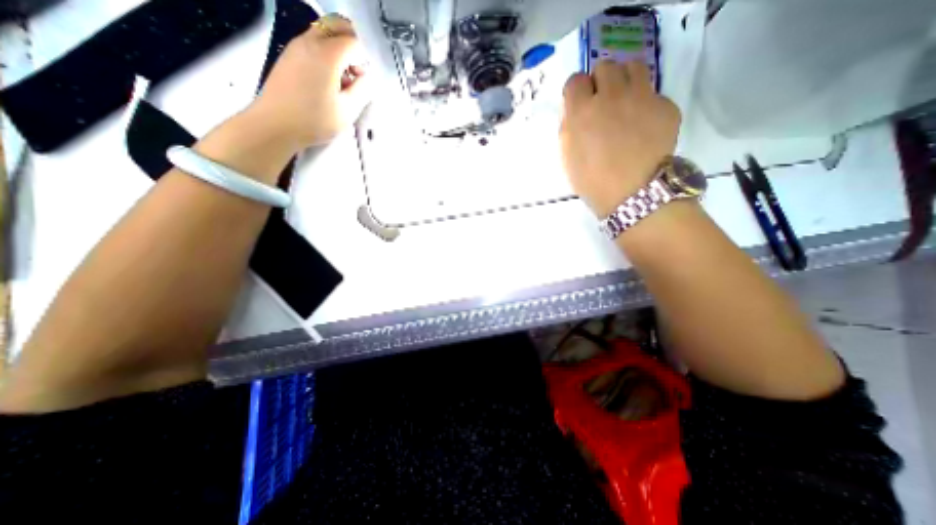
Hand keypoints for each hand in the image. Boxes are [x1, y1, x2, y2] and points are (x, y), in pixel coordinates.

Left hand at [249, 15, 373, 151]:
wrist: (275, 125)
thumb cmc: (314, 120)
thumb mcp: (348, 110)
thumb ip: (362, 90)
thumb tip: (366, 77)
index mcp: (326, 54)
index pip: (354, 41)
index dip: (365, 58)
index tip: (366, 79)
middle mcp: (309, 42)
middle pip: (336, 26)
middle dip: (352, 44)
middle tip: (358, 71)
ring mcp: (296, 47)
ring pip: (324, 34)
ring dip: (339, 50)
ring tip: (343, 81)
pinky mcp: (289, 56)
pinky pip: (312, 44)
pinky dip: (326, 55)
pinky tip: (328, 81)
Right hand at [558, 61, 676, 216]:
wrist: (632, 194)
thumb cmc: (592, 181)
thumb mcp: (567, 156)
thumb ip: (569, 127)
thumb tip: (576, 109)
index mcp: (581, 112)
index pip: (575, 80)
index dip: (577, 92)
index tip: (580, 104)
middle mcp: (610, 97)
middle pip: (605, 66)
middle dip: (600, 82)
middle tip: (602, 103)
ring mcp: (641, 98)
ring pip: (633, 67)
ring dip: (624, 81)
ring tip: (624, 103)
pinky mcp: (665, 105)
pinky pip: (653, 92)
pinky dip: (646, 104)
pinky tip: (643, 126)